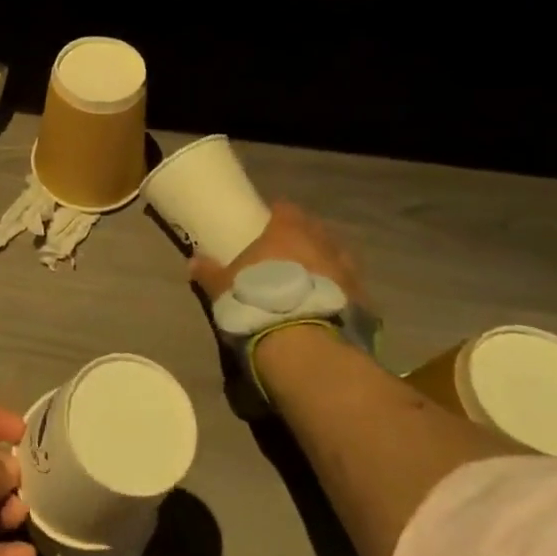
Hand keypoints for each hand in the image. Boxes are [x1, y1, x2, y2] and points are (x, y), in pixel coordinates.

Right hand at [189, 200, 365, 305]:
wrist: (304, 346)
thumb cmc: (257, 302)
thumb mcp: (223, 288)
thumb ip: (209, 273)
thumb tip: (193, 261)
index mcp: (287, 232)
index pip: (286, 209)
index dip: (279, 214)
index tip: (270, 221)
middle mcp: (322, 244)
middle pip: (316, 230)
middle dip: (306, 237)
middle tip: (291, 251)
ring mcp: (347, 272)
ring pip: (339, 257)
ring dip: (327, 263)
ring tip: (312, 279)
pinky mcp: (364, 301)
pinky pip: (351, 289)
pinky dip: (341, 292)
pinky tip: (330, 305)